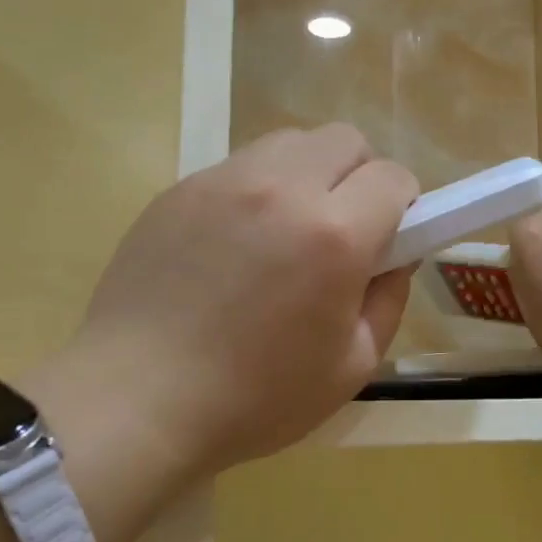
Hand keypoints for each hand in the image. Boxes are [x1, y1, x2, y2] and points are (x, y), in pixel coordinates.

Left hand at [29, 126, 417, 515]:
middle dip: (360, 177)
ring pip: (291, 143)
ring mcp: (224, 181)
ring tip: (287, 232)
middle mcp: (282, 188)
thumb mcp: (353, 365)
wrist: (137, 400)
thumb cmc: (256, 397)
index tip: (389, 240)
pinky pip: (241, 167)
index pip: (394, 177)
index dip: (405, 207)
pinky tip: (235, 246)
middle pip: (346, 140)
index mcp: (334, 234)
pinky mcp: (180, 189)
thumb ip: (388, 298)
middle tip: (343, 231)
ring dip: (309, 174)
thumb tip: (395, 256)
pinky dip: (259, 191)